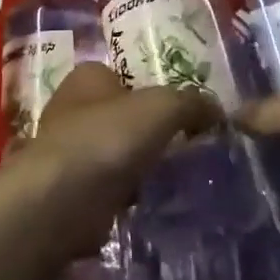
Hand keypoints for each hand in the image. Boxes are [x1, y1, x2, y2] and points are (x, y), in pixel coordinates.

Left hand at [26, 62, 218, 211]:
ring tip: (177, 179)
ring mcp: (68, 151)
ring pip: (116, 153)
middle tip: (187, 147)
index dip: (153, 91)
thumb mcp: (163, 107)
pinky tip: (151, 203)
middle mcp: (72, 108)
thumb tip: (217, 112)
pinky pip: (109, 187)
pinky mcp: (69, 191)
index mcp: (88, 76)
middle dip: (148, 132)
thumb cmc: (108, 137)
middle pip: (121, 115)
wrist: (61, 201)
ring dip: (139, 166)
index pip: (125, 76)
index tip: (183, 113)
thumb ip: (192, 103)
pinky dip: (127, 195)